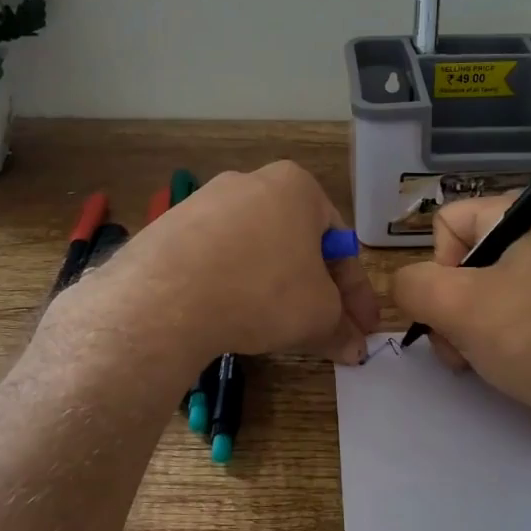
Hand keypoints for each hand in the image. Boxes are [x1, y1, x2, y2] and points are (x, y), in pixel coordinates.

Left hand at [59, 162, 379, 368]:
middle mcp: (251, 182)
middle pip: (297, 244)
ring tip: (276, 328)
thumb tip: (355, 348)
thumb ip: (341, 328)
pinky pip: (216, 259)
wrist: (166, 296)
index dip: (357, 293)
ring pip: (256, 251)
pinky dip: (233, 286)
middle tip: (324, 328)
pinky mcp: (170, 228)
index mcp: (297, 186)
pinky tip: (231, 316)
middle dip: (315, 289)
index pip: (340, 243)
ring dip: (274, 288)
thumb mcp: (318, 315)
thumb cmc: (264, 290)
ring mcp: (205, 202)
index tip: (363, 329)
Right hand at [392, 198, 530, 441]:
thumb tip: (406, 286)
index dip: (437, 268)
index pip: (446, 223)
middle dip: (453, 308)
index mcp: (520, 216)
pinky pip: (526, 312)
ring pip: (492, 292)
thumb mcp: (459, 308)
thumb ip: (412, 286)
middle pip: (467, 261)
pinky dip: (511, 338)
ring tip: (488, 363)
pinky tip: (521, 366)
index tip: (454, 307)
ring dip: (476, 329)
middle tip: (461, 348)